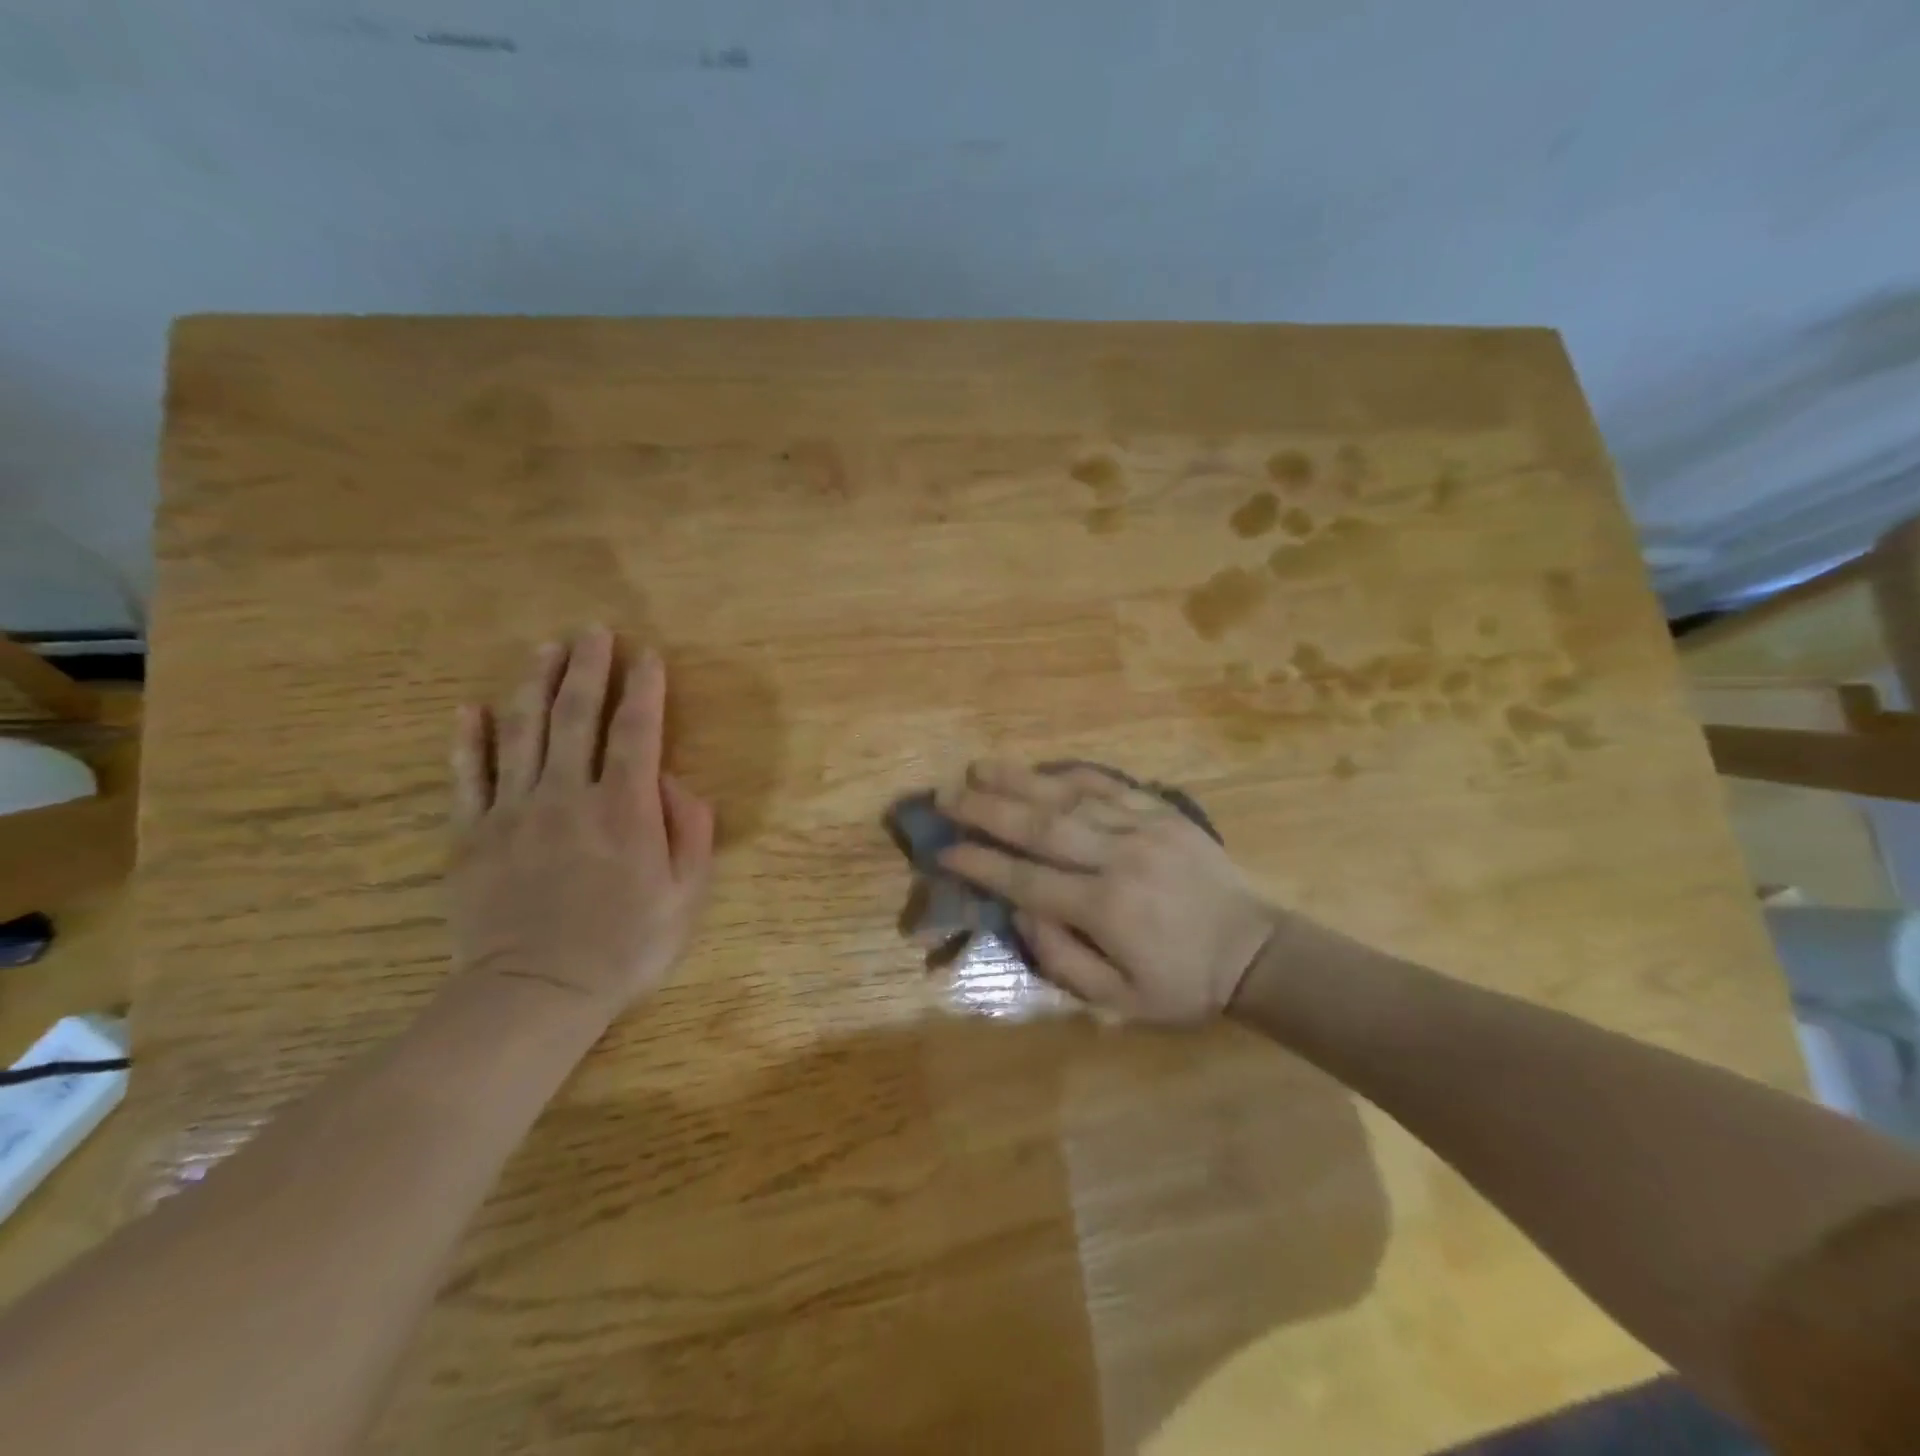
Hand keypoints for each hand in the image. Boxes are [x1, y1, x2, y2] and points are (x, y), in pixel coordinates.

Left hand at [447, 627, 715, 1018]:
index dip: (645, 690)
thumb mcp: (685, 894)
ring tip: (545, 648)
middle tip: (594, 631)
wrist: (536, 993)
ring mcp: (514, 812)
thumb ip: (688, 830)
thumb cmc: (625, 946)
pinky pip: (469, 777)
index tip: (648, 656)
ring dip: (535, 684)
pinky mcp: (472, 836)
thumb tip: (674, 780)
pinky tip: (472, 708)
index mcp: (625, 809)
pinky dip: (470, 740)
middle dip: (589, 669)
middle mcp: (569, 796)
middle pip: (577, 717)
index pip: (638, 732)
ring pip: (523, 733)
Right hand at [936, 760, 1276, 1023]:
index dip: (982, 864)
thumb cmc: (1181, 984)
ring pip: (1070, 797)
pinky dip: (1071, 774)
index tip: (945, 850)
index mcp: (1106, 910)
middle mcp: (1120, 860)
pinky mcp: (1164, 812)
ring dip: (1020, 781)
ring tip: (979, 768)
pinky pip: (1110, 784)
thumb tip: (1019, 912)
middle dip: (987, 810)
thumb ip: (1062, 960)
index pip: (1028, 880)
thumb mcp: (1119, 1001)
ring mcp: (1144, 829)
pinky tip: (1042, 768)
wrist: (1254, 951)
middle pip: (1041, 827)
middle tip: (947, 796)